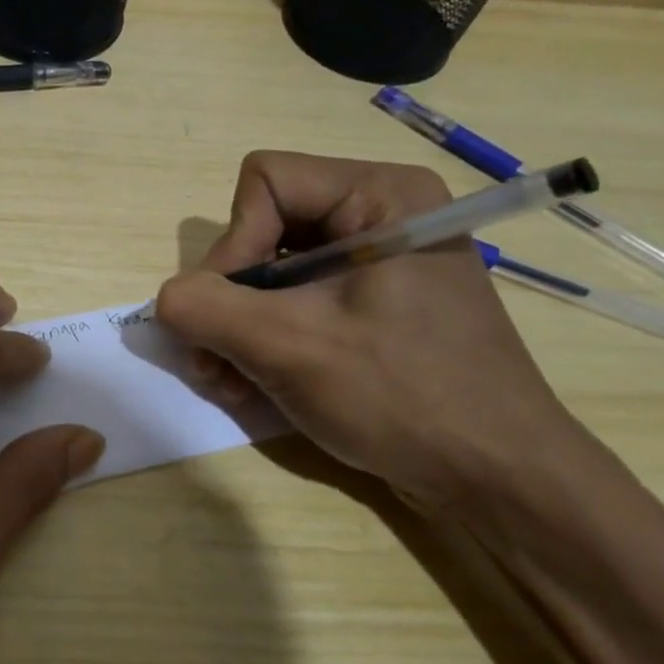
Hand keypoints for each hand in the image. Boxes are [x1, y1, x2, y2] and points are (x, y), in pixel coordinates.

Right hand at [155, 150, 585, 509]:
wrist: (498, 480)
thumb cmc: (404, 397)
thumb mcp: (289, 348)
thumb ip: (206, 309)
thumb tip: (165, 299)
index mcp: (379, 194)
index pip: (264, 183)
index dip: (233, 244)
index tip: (233, 313)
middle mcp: (379, 213)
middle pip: (262, 228)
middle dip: (229, 300)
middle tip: (213, 363)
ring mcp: (377, 261)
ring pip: (270, 271)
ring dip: (237, 328)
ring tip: (231, 383)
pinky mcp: (372, 303)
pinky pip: (295, 301)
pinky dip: (265, 340)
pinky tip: (256, 386)